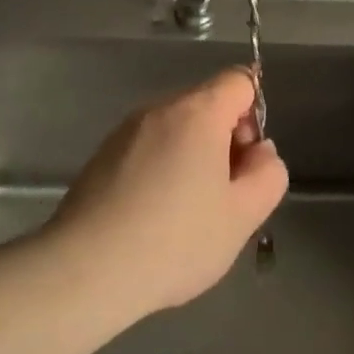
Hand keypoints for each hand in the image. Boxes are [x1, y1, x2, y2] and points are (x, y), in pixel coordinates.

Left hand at [49, 68, 287, 317]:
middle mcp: (159, 109)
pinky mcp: (101, 157)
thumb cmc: (175, 240)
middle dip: (225, 140)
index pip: (240, 80)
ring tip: (187, 213)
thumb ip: (269, 174)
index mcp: (197, 112)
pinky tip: (153, 219)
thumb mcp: (244, 215)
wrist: (84, 272)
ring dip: (193, 157)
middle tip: (223, 195)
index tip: (247, 160)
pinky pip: (148, 149)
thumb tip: (259, 152)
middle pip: (207, 104)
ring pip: (176, 129)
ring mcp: (125, 132)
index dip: (255, 114)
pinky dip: (162, 170)